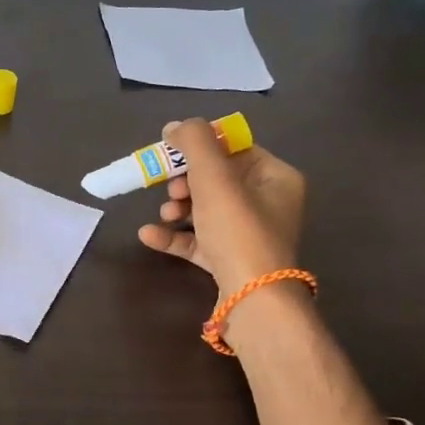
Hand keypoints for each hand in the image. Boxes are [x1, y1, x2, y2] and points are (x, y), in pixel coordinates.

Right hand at [136, 117, 304, 293]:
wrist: (251, 299)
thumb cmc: (239, 229)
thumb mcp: (214, 176)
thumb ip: (194, 142)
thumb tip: (175, 126)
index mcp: (276, 177)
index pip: (234, 148)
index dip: (201, 146)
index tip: (171, 151)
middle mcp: (267, 203)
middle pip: (216, 179)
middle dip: (185, 180)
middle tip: (171, 187)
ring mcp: (247, 235)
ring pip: (204, 209)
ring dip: (177, 207)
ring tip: (165, 212)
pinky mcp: (229, 261)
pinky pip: (197, 240)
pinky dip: (173, 235)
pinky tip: (148, 235)